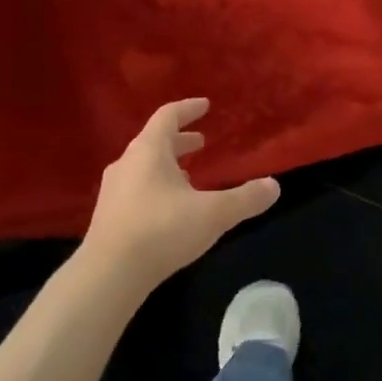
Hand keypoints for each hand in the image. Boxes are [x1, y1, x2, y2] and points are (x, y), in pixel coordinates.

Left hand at [82, 99, 280, 286]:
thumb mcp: (213, 214)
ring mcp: (113, 191)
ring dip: (168, 165)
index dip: (188, 109)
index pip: (168, 116)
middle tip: (201, 141)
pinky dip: (156, 186)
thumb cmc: (161, 231)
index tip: (205, 105)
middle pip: (154, 141)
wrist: (108, 275)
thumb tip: (273, 186)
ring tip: (190, 175)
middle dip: (180, 140)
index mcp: (148, 151)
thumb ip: (245, 198)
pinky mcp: (108, 217)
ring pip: (144, 167)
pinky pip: (136, 189)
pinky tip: (170, 207)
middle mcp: (126, 164)